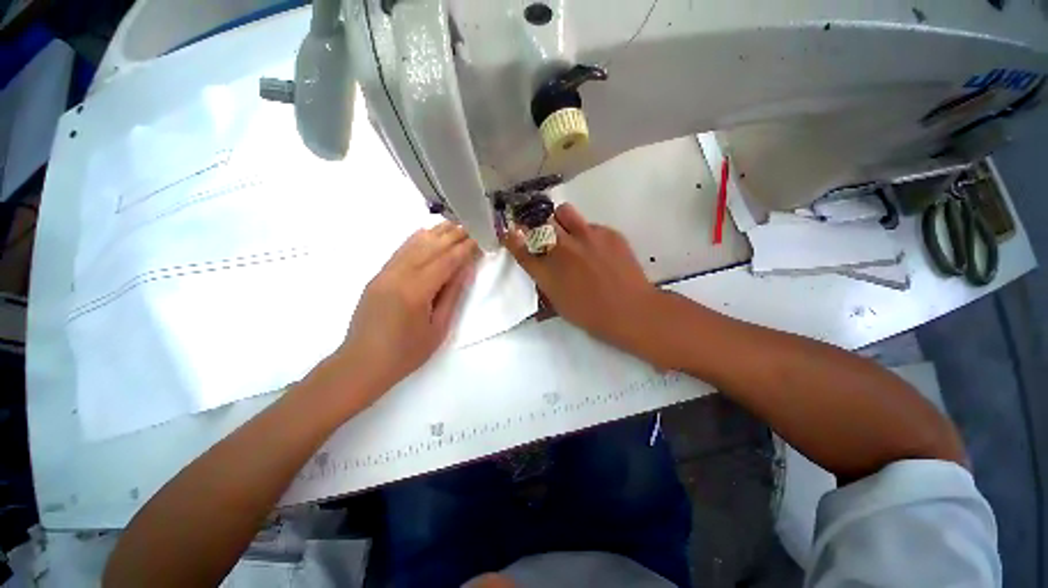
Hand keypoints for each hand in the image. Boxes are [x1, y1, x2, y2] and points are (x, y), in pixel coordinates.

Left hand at [328, 222, 478, 402]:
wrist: (362, 364)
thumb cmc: (406, 353)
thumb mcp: (438, 328)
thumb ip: (452, 295)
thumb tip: (466, 269)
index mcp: (415, 291)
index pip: (446, 262)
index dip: (464, 249)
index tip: (479, 238)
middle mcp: (398, 276)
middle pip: (430, 248)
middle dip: (453, 236)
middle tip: (471, 226)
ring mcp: (384, 274)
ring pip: (414, 245)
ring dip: (436, 233)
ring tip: (454, 224)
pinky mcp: (378, 276)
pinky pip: (400, 251)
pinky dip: (416, 239)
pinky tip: (426, 233)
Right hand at [504, 204, 665, 361]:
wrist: (630, 310)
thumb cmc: (591, 315)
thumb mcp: (559, 303)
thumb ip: (546, 281)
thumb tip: (543, 268)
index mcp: (546, 271)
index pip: (519, 247)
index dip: (512, 238)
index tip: (511, 233)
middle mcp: (561, 248)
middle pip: (540, 223)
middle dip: (540, 228)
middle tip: (549, 238)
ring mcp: (585, 236)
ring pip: (564, 212)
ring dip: (562, 221)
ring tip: (572, 234)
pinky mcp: (607, 232)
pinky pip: (591, 225)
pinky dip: (589, 234)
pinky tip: (600, 250)